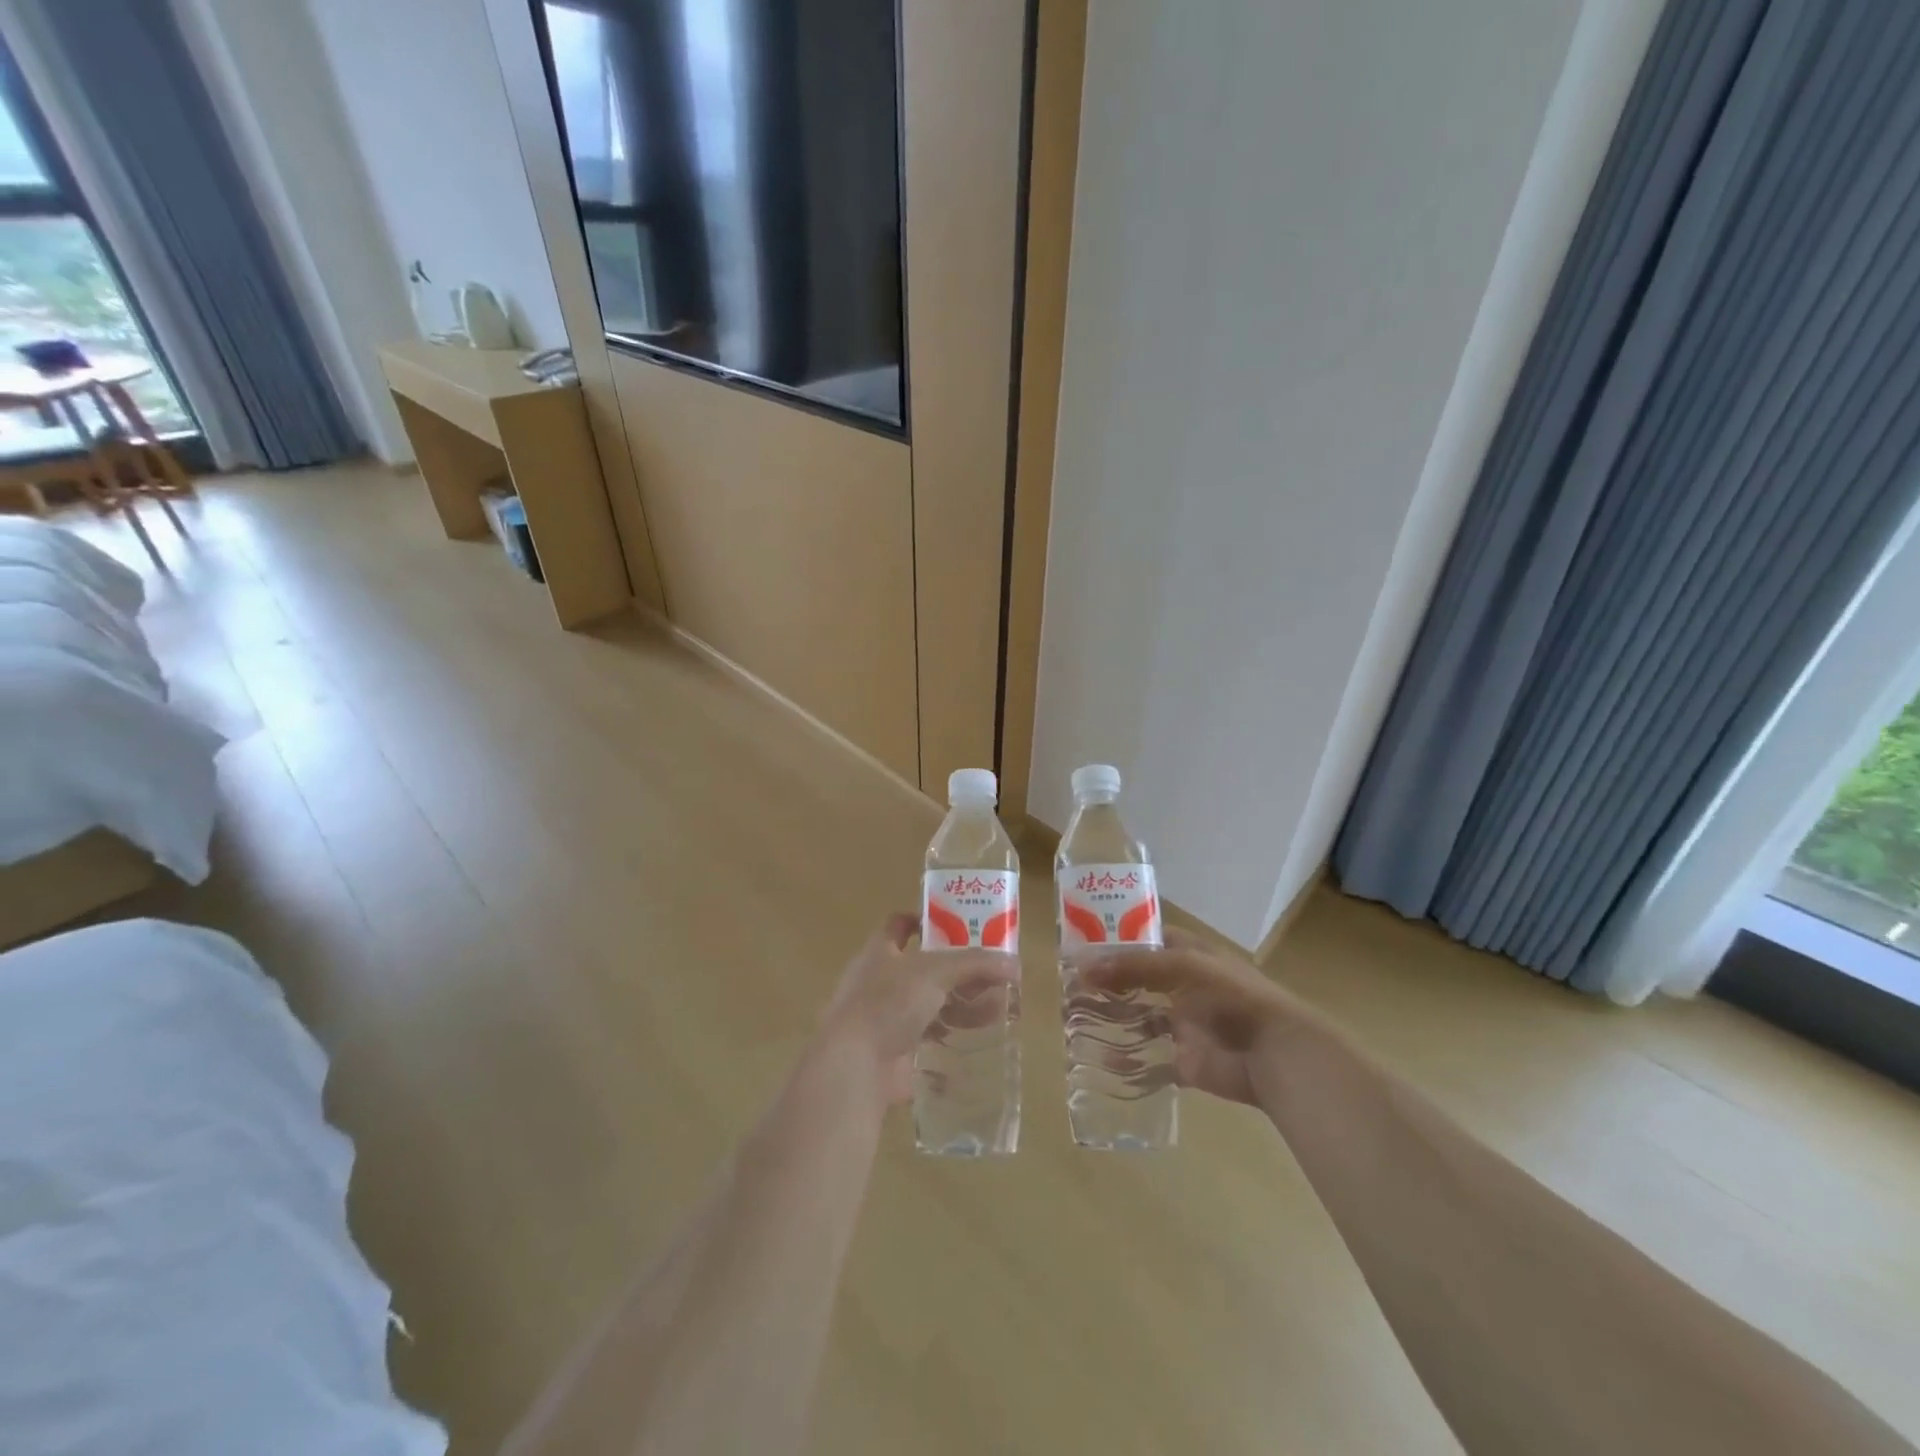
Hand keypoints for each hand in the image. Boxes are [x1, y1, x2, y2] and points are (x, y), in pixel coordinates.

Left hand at [813, 912, 1017, 1106]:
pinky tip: (975, 1047)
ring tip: (994, 1013)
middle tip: (991, 976)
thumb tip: (1015, 964)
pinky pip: (926, 1044)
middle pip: (921, 969)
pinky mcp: (891, 1054)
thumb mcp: (935, 972)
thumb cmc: (888, 1003)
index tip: (957, 924)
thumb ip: (975, 964)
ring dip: (958, 1008)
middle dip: (956, 973)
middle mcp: (877, 982)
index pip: (898, 924)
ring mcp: (883, 1020)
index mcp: (879, 952)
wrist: (854, 1066)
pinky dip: (949, 1044)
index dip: (924, 920)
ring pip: (927, 1007)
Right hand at [1081, 928, 1301, 1106]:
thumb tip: (1083, 969)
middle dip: (1106, 981)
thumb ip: (1134, 966)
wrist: (1274, 1054)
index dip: (1115, 940)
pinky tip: (1095, 1056)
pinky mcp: (1182, 1061)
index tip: (1080, 944)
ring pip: (1138, 1017)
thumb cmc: (1232, 997)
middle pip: (1137, 979)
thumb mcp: (1184, 966)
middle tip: (1067, 984)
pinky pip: (1147, 1058)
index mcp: (1188, 955)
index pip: (1145, 939)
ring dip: (1110, 1017)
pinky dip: (1124, 1059)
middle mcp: (1182, 986)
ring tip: (1071, 1017)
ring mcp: (1182, 1025)